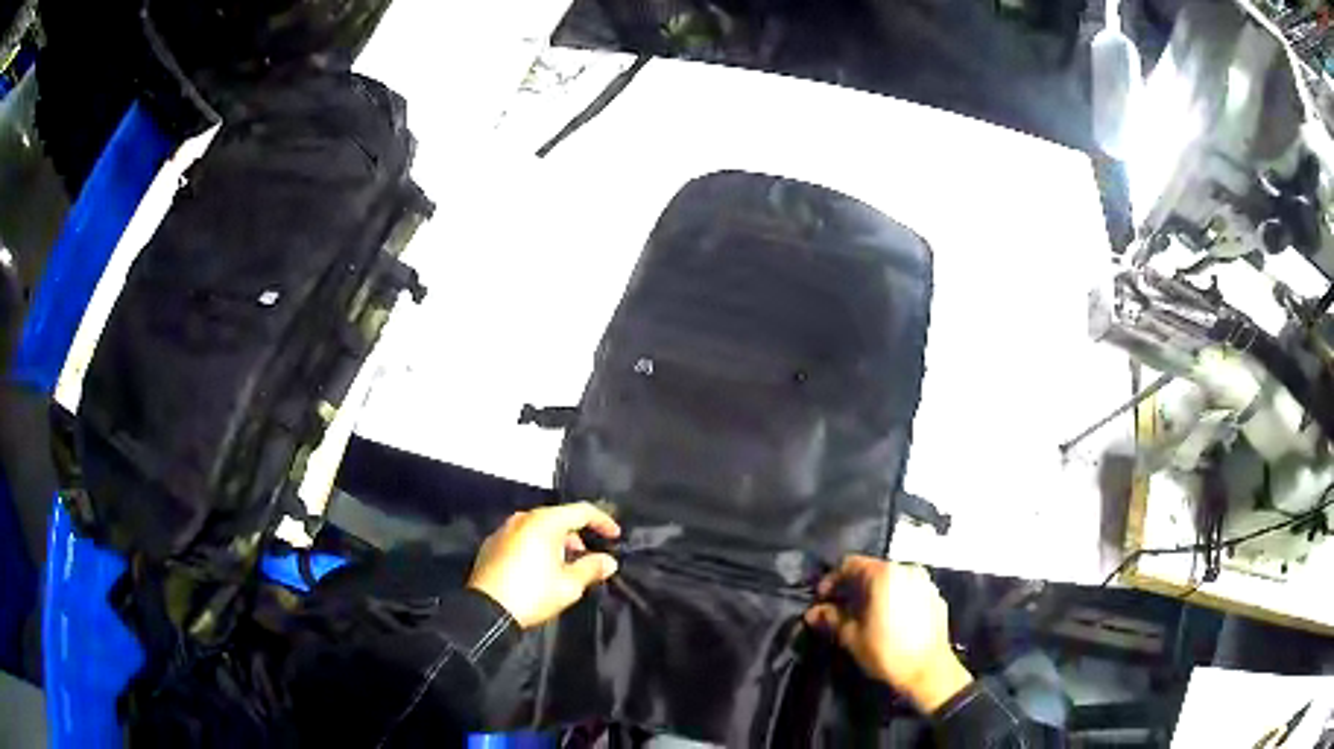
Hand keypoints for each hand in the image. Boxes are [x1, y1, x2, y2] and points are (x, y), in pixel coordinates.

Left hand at [467, 502, 621, 627]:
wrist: (488, 611)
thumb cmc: (533, 594)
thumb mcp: (569, 585)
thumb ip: (592, 568)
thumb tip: (609, 561)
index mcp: (544, 522)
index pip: (581, 511)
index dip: (602, 521)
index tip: (615, 536)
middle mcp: (522, 518)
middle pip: (558, 517)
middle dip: (577, 534)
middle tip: (589, 555)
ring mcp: (504, 530)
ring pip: (538, 527)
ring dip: (557, 541)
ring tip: (566, 564)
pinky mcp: (492, 544)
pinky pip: (522, 537)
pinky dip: (537, 546)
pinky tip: (541, 568)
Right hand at [804, 557, 972, 713]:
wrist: (929, 671)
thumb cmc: (887, 652)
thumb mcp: (852, 637)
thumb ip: (832, 618)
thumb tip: (814, 612)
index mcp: (884, 574)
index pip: (850, 564)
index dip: (832, 580)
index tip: (822, 600)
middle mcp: (907, 569)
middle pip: (872, 570)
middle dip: (853, 587)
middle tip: (840, 609)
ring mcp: (925, 582)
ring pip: (892, 580)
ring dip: (874, 593)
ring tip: (864, 615)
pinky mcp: (935, 596)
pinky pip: (908, 590)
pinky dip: (894, 599)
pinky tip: (888, 620)